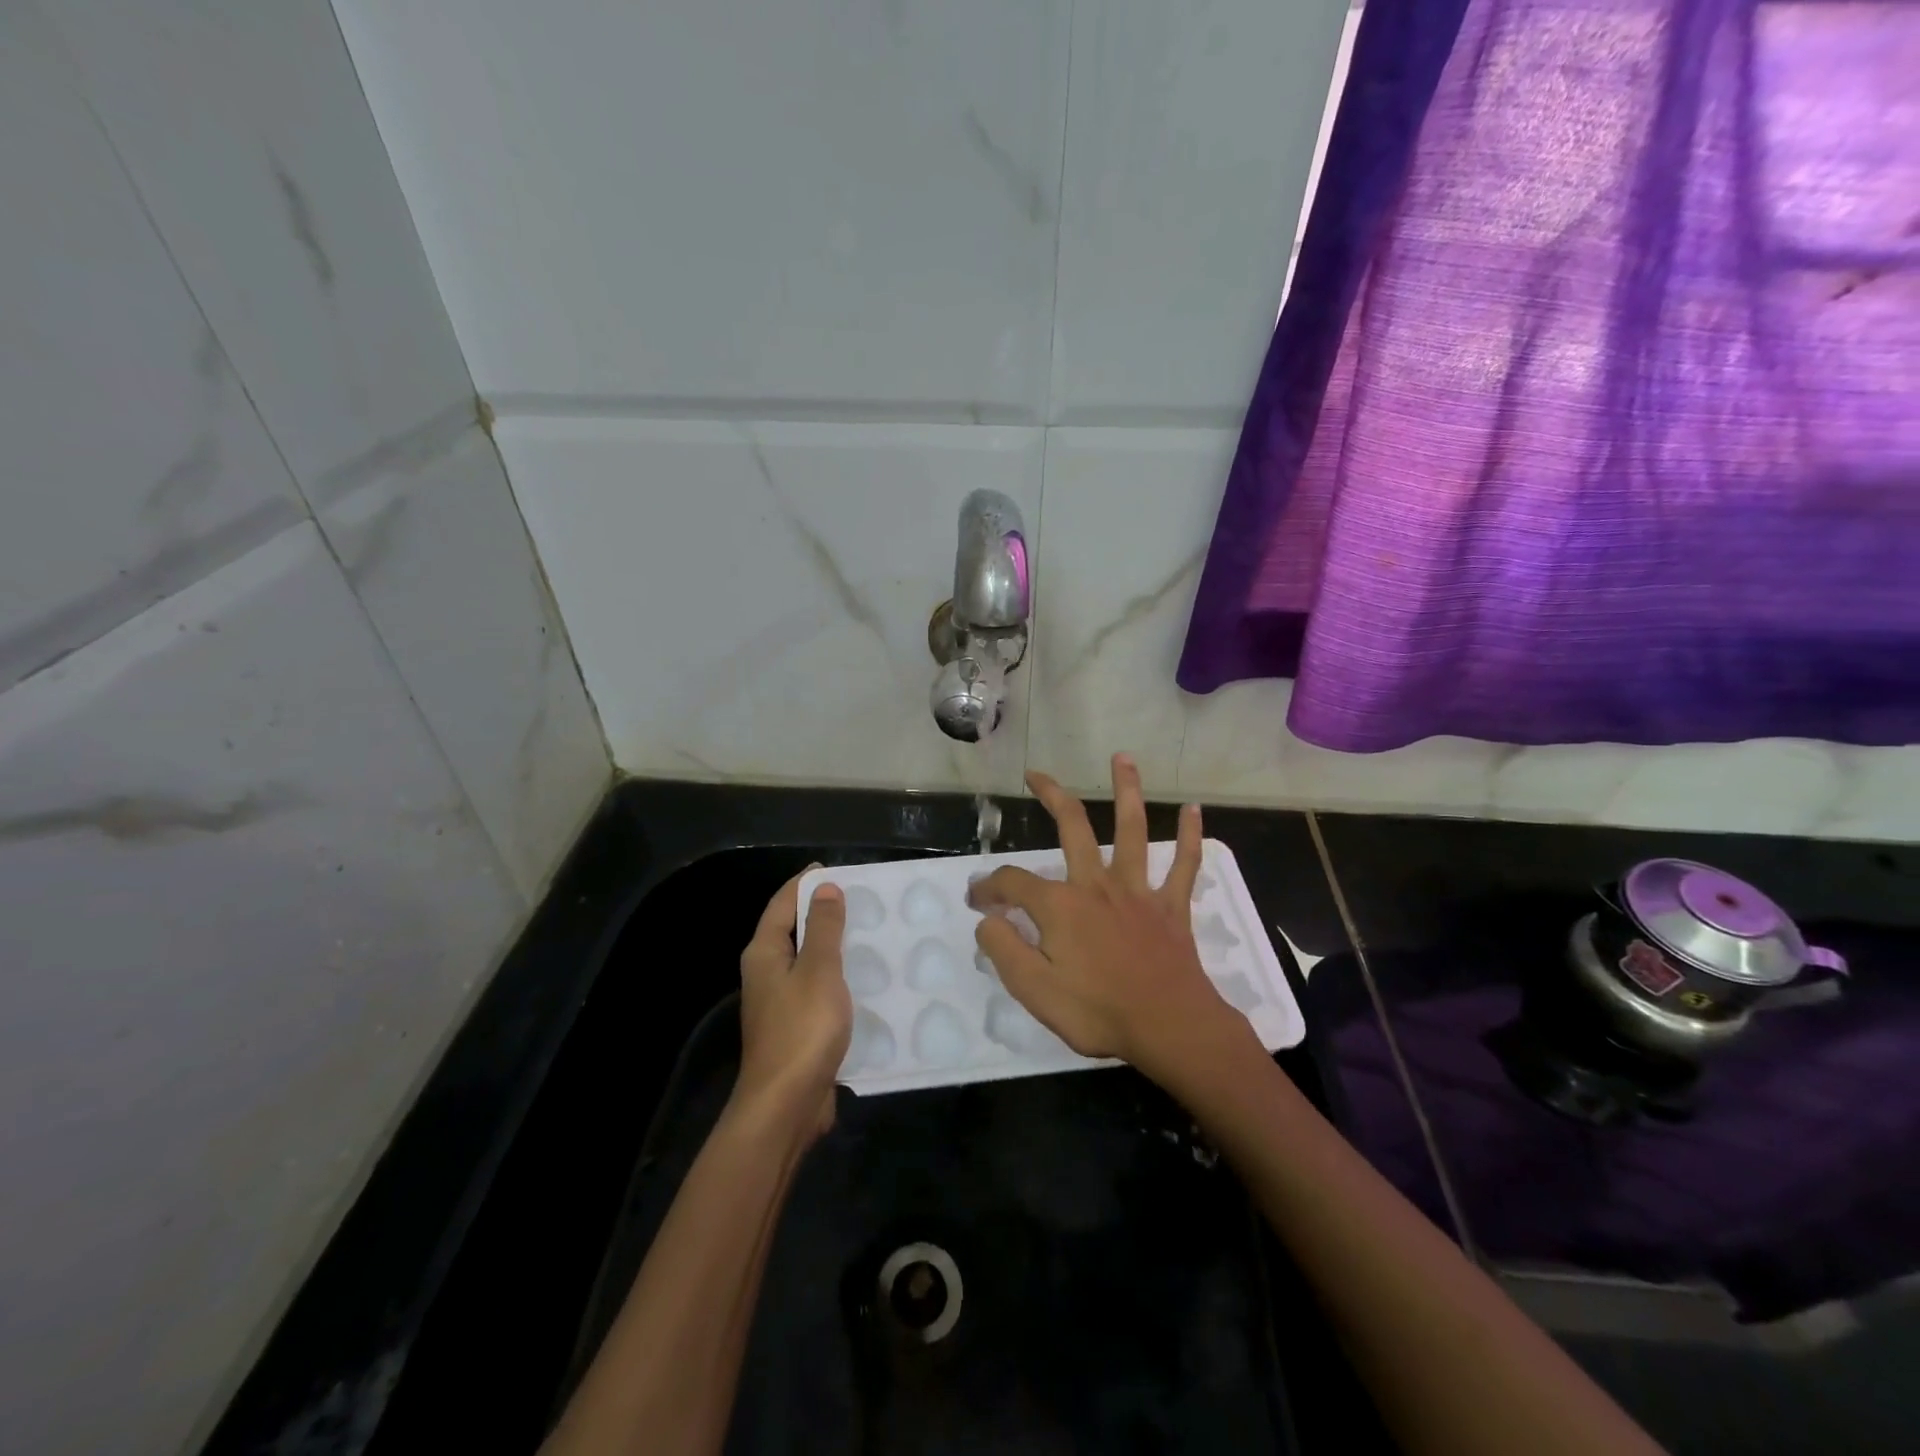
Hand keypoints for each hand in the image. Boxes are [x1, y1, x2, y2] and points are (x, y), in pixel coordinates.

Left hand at [733, 869, 851, 1143]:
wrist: (786, 1106)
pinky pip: (819, 989)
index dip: (806, 884)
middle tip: (865, 900)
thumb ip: (824, 928)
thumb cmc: (802, 1029)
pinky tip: (867, 979)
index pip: (783, 903)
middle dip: (825, 913)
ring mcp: (780, 1003)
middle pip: (794, 930)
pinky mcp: (797, 1027)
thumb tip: (825, 888)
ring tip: (873, 933)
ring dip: (836, 947)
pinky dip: (840, 978)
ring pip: (809, 962)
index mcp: (765, 953)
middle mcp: (767, 973)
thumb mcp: (819, 970)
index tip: (838, 869)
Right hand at [969, 755, 1244, 1082]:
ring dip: (1127, 791)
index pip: (1012, 883)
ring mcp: (1137, 891)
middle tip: (1036, 775)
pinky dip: (1190, 836)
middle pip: (1072, 827)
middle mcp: (1096, 885)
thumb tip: (987, 919)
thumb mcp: (1033, 991)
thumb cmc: (1098, 1012)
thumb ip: (1004, 950)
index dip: (988, 887)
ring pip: (1131, 830)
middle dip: (1052, 796)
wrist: (1169, 1028)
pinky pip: (1184, 865)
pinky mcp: (1171, 906)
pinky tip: (1194, 809)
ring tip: (1122, 757)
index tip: (976, 900)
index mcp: (1060, 906)